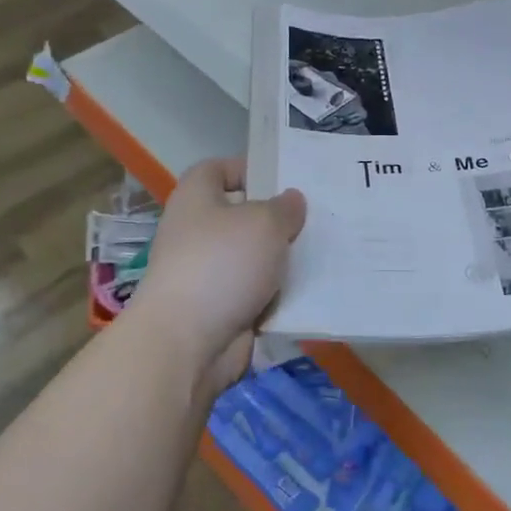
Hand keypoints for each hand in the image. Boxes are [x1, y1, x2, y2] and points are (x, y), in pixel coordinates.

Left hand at [133, 157, 305, 390]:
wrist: (187, 342)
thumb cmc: (221, 264)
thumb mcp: (264, 223)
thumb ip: (284, 208)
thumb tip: (290, 201)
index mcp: (196, 199)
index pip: (217, 169)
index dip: (246, 168)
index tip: (282, 179)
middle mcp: (197, 233)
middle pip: (242, 216)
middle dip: (276, 219)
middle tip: (317, 219)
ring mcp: (207, 274)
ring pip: (254, 259)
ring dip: (282, 261)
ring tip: (323, 253)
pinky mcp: (220, 310)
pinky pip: (257, 294)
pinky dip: (279, 296)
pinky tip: (311, 291)